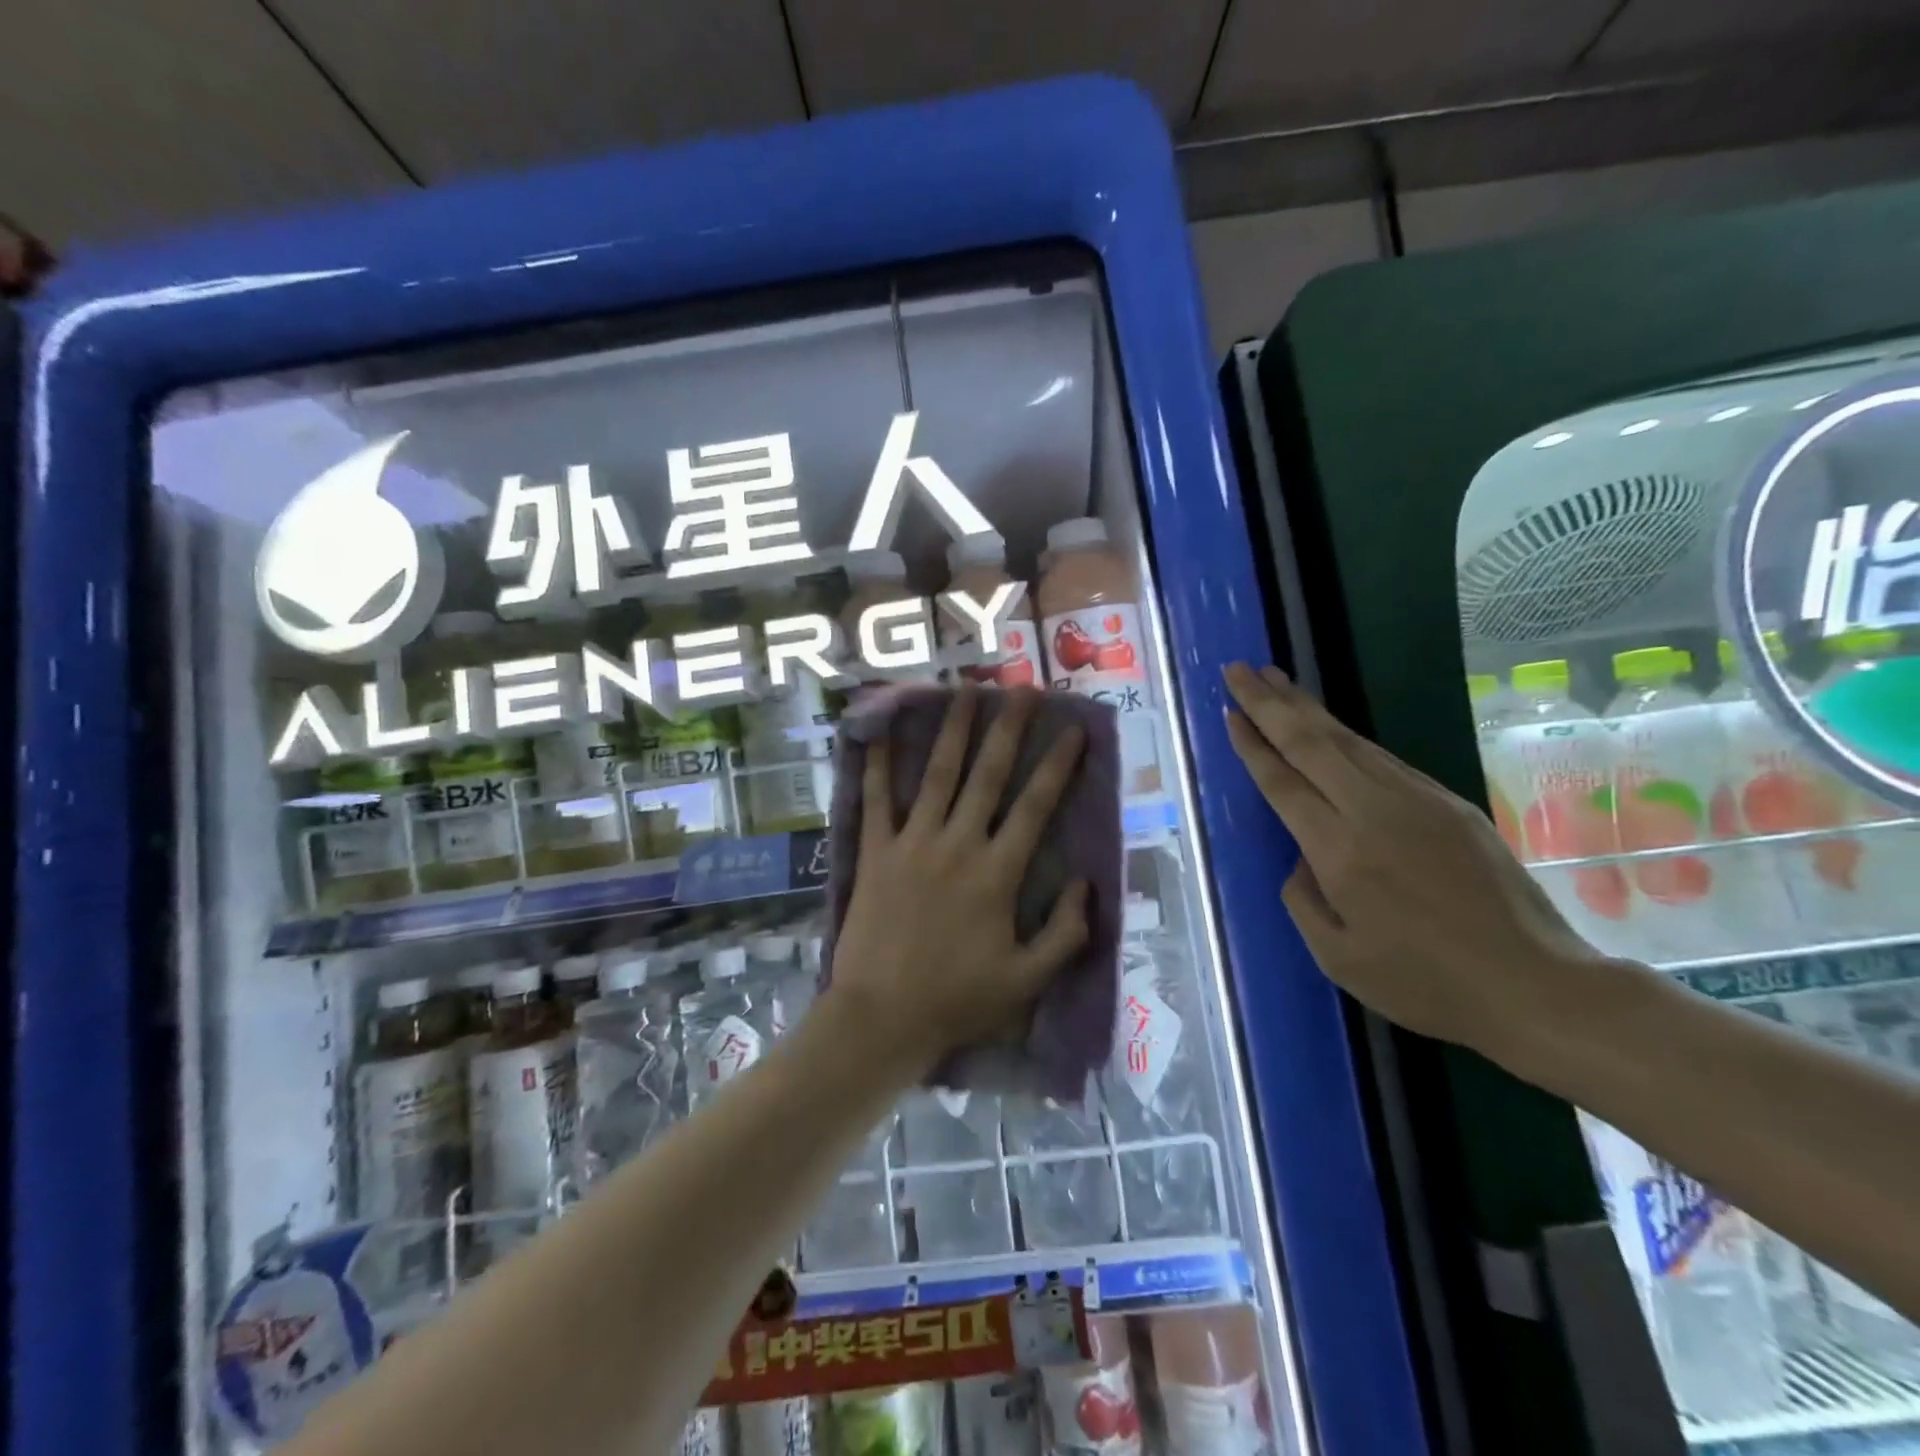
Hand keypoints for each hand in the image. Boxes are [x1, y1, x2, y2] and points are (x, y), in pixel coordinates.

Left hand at [828, 687, 1090, 1078]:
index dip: (1058, 765)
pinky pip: (875, 801)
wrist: (882, 1017)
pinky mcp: (875, 853)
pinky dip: (876, 766)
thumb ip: (1066, 932)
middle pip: (988, 775)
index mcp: (998, 872)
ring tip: (966, 692)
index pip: (1035, 806)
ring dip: (953, 731)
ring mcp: (912, 843)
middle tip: (1021, 688)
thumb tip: (1086, 883)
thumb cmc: (958, 1000)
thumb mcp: (1028, 979)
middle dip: (1008, 728)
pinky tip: (877, 734)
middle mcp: (958, 844)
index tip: (1074, 730)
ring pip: (937, 775)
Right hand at [1222, 662, 1609, 1058]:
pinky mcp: (1448, 803)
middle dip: (1269, 703)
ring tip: (1275, 680)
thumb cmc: (1425, 982)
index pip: (1284, 782)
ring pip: (1348, 741)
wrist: (1536, 985)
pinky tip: (1330, 728)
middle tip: (1237, 669)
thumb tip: (1301, 857)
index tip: (1229, 711)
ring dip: (1306, 708)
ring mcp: (1417, 801)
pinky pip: (1382, 758)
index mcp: (1340, 851)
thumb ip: (1303, 898)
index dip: (1253, 744)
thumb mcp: (1338, 957)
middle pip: (1311, 743)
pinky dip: (1345, 735)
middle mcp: (1374, 812)